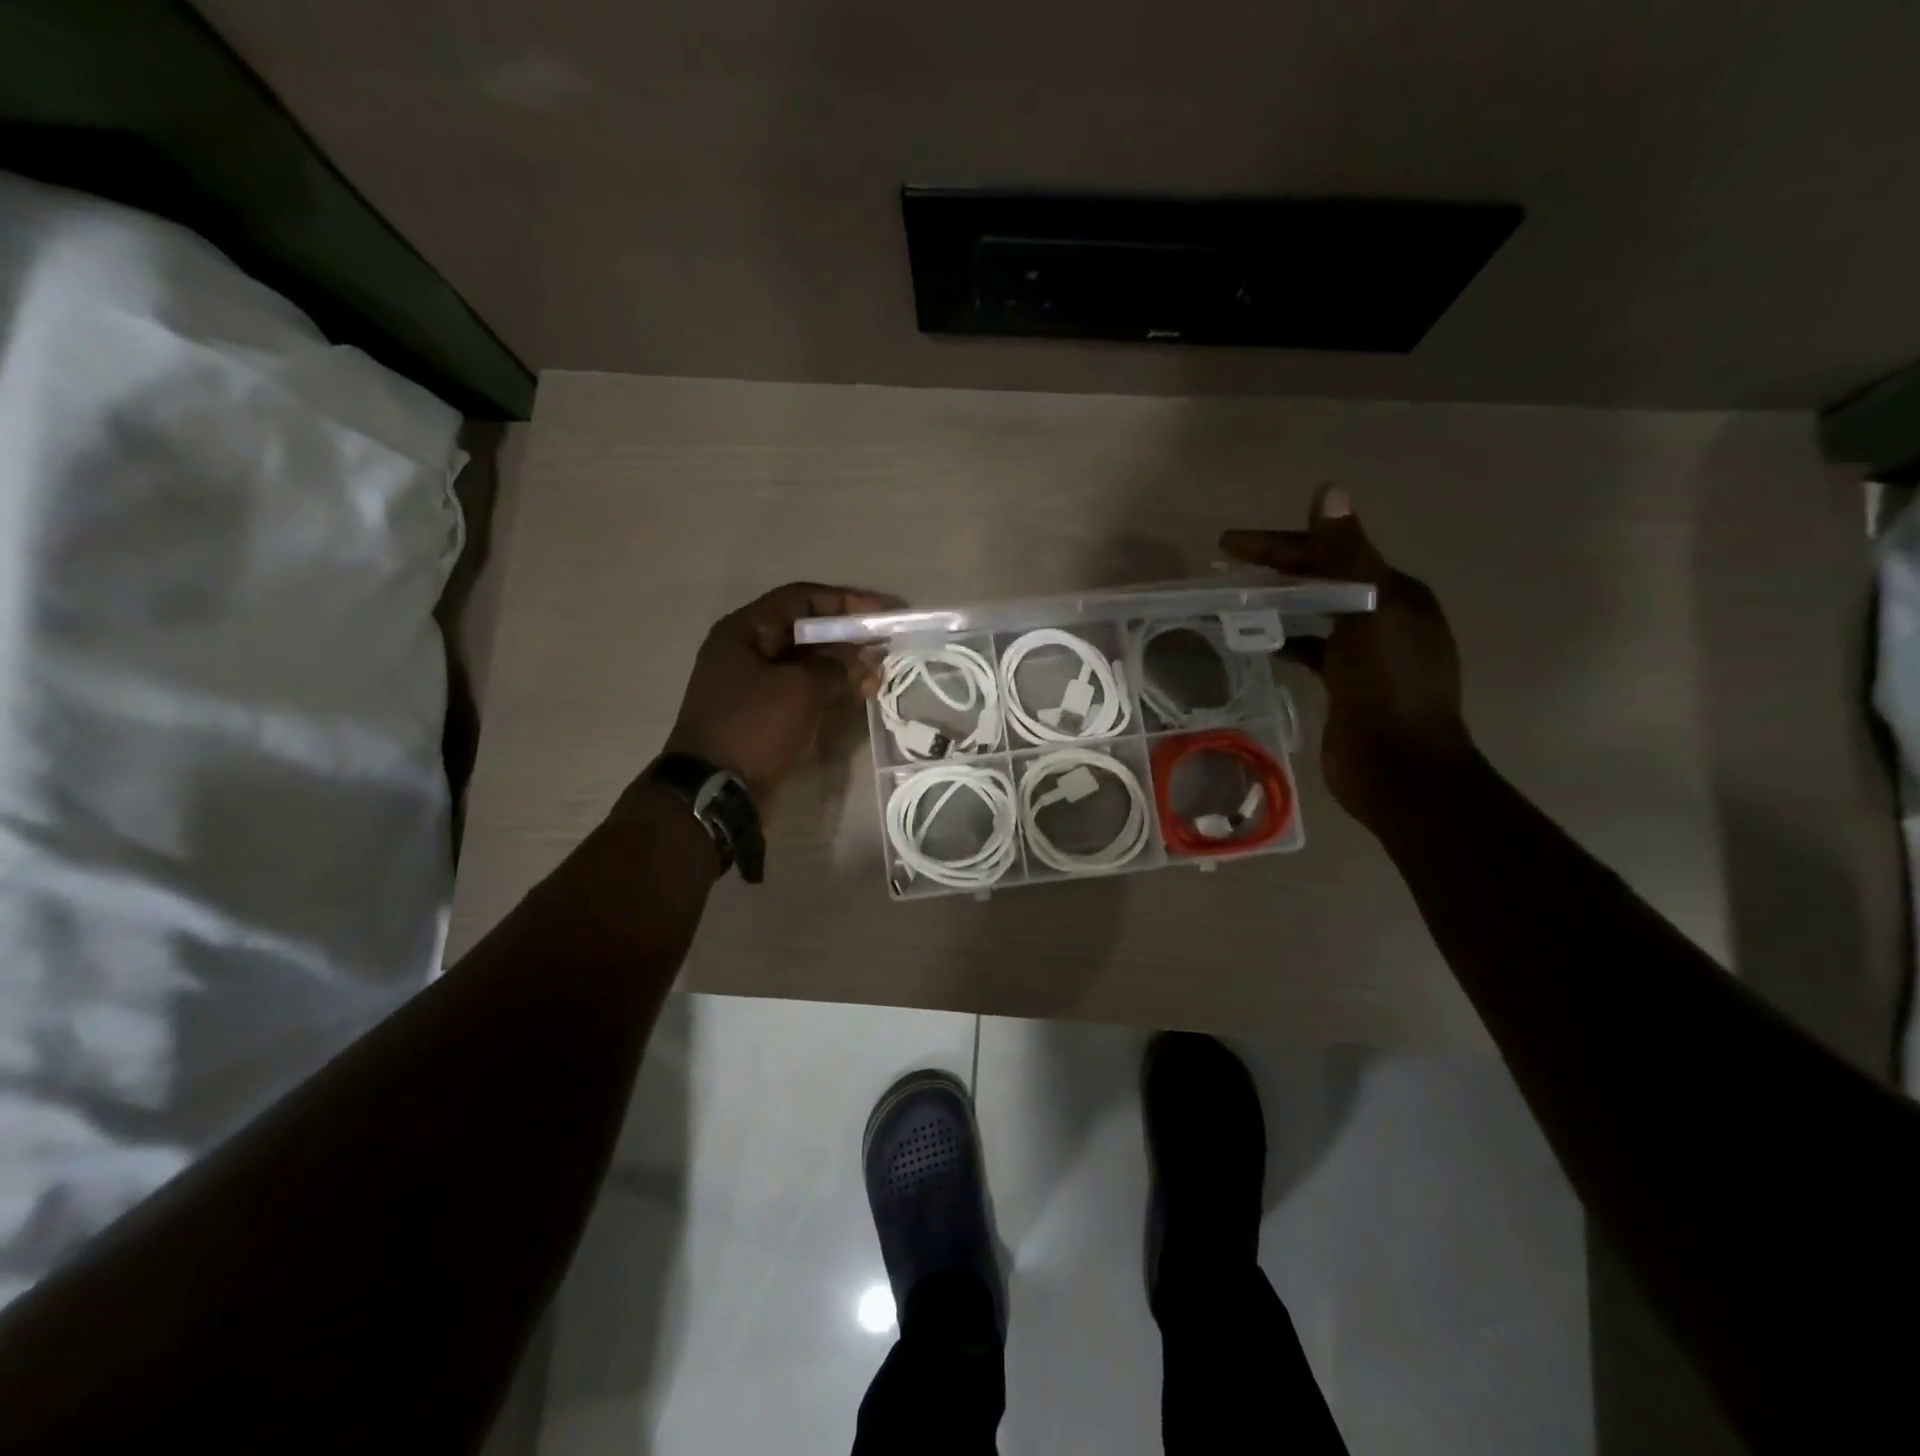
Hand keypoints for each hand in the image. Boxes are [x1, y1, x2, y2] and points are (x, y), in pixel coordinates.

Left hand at [656, 582, 892, 806]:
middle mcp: (746, 649)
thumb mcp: (801, 689)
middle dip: (848, 637)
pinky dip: (829, 688)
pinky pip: (801, 688)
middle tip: (886, 646)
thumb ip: (839, 666)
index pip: (802, 598)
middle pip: (805, 630)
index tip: (884, 612)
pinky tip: (858, 694)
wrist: (714, 791)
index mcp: (745, 630)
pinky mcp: (762, 712)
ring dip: (843, 665)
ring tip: (877, 677)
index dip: (846, 601)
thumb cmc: (754, 727)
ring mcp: (752, 683)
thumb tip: (867, 656)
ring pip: (806, 662)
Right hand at [1221, 487, 1472, 834]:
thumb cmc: (1388, 687)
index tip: (1229, 545)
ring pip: (1315, 616)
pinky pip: (1311, 650)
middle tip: (1224, 569)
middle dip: (1275, 571)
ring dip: (1277, 605)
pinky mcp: (1347, 686)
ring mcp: (1367, 655)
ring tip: (1233, 602)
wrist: (1401, 769)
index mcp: (1397, 593)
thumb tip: (1331, 489)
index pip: (1332, 553)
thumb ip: (1346, 553)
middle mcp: (1386, 617)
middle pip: (1323, 581)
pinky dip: (1285, 640)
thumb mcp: (1369, 612)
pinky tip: (1258, 642)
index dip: (1280, 544)